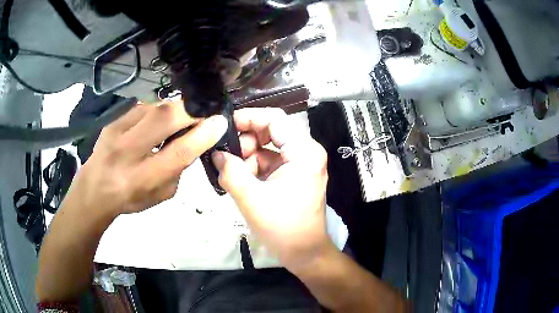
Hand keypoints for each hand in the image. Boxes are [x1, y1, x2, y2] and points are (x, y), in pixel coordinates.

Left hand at [67, 100, 227, 216]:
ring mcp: (117, 131)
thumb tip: (193, 140)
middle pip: (164, 119)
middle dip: (191, 111)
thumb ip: (178, 169)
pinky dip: (158, 111)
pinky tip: (158, 121)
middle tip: (203, 113)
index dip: (202, 135)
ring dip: (175, 110)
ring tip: (180, 119)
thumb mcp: (161, 194)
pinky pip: (144, 107)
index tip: (220, 122)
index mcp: (142, 179)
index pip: (178, 153)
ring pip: (155, 108)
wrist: (94, 188)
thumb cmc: (130, 197)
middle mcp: (127, 152)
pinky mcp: (114, 119)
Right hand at [211, 108, 332, 271]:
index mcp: (304, 152)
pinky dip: (253, 169)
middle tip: (225, 159)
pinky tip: (240, 183)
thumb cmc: (283, 228)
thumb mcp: (251, 199)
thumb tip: (217, 154)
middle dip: (245, 143)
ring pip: (266, 148)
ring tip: (232, 177)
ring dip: (246, 159)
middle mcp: (306, 152)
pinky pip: (269, 163)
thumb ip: (230, 171)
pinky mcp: (293, 175)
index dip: (247, 117)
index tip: (224, 126)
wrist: (304, 253)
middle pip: (270, 132)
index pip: (274, 119)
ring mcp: (300, 164)